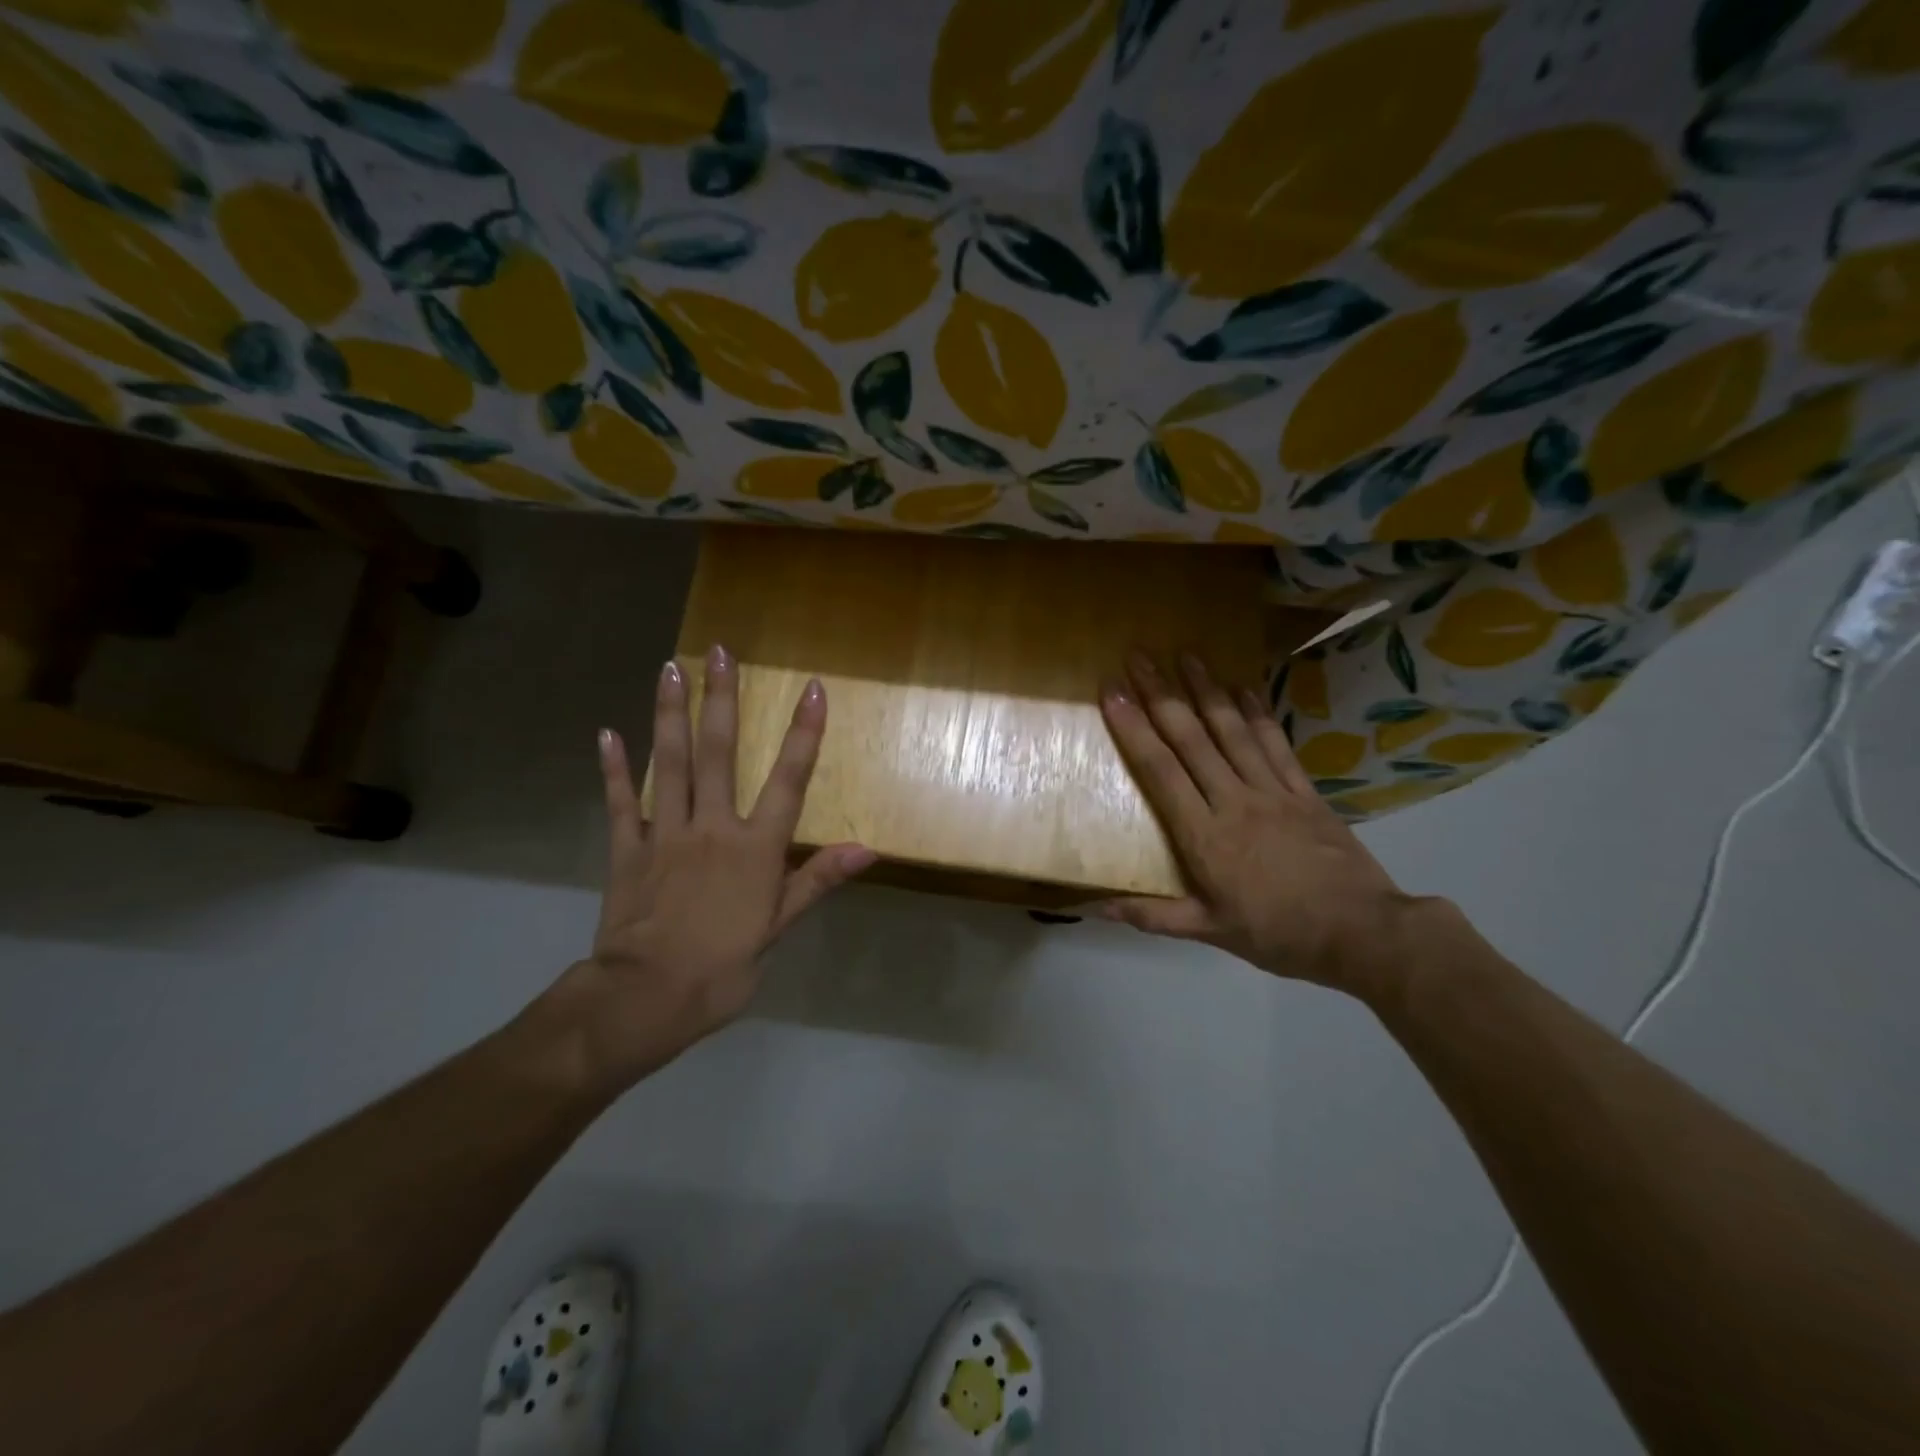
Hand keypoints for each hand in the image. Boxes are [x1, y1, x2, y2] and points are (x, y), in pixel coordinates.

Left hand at [550, 646, 873, 1090]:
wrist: (646, 999)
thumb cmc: (723, 968)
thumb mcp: (778, 928)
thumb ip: (817, 880)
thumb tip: (867, 849)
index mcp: (756, 848)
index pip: (788, 780)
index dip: (803, 733)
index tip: (811, 688)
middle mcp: (713, 827)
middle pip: (720, 753)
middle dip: (723, 699)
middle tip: (721, 652)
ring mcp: (666, 834)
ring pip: (670, 763)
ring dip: (671, 714)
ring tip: (671, 668)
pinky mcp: (627, 849)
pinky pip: (622, 802)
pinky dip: (614, 768)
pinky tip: (608, 733)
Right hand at [1098, 650, 1427, 1005]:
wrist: (1363, 933)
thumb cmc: (1279, 934)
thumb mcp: (1210, 931)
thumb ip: (1153, 916)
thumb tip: (1097, 907)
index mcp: (1204, 835)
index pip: (1160, 771)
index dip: (1134, 729)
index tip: (1113, 693)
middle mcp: (1234, 800)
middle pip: (1191, 739)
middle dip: (1161, 694)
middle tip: (1140, 655)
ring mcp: (1272, 791)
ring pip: (1233, 731)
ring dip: (1207, 690)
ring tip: (1186, 655)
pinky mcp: (1304, 791)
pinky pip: (1276, 744)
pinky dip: (1258, 713)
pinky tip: (1244, 687)